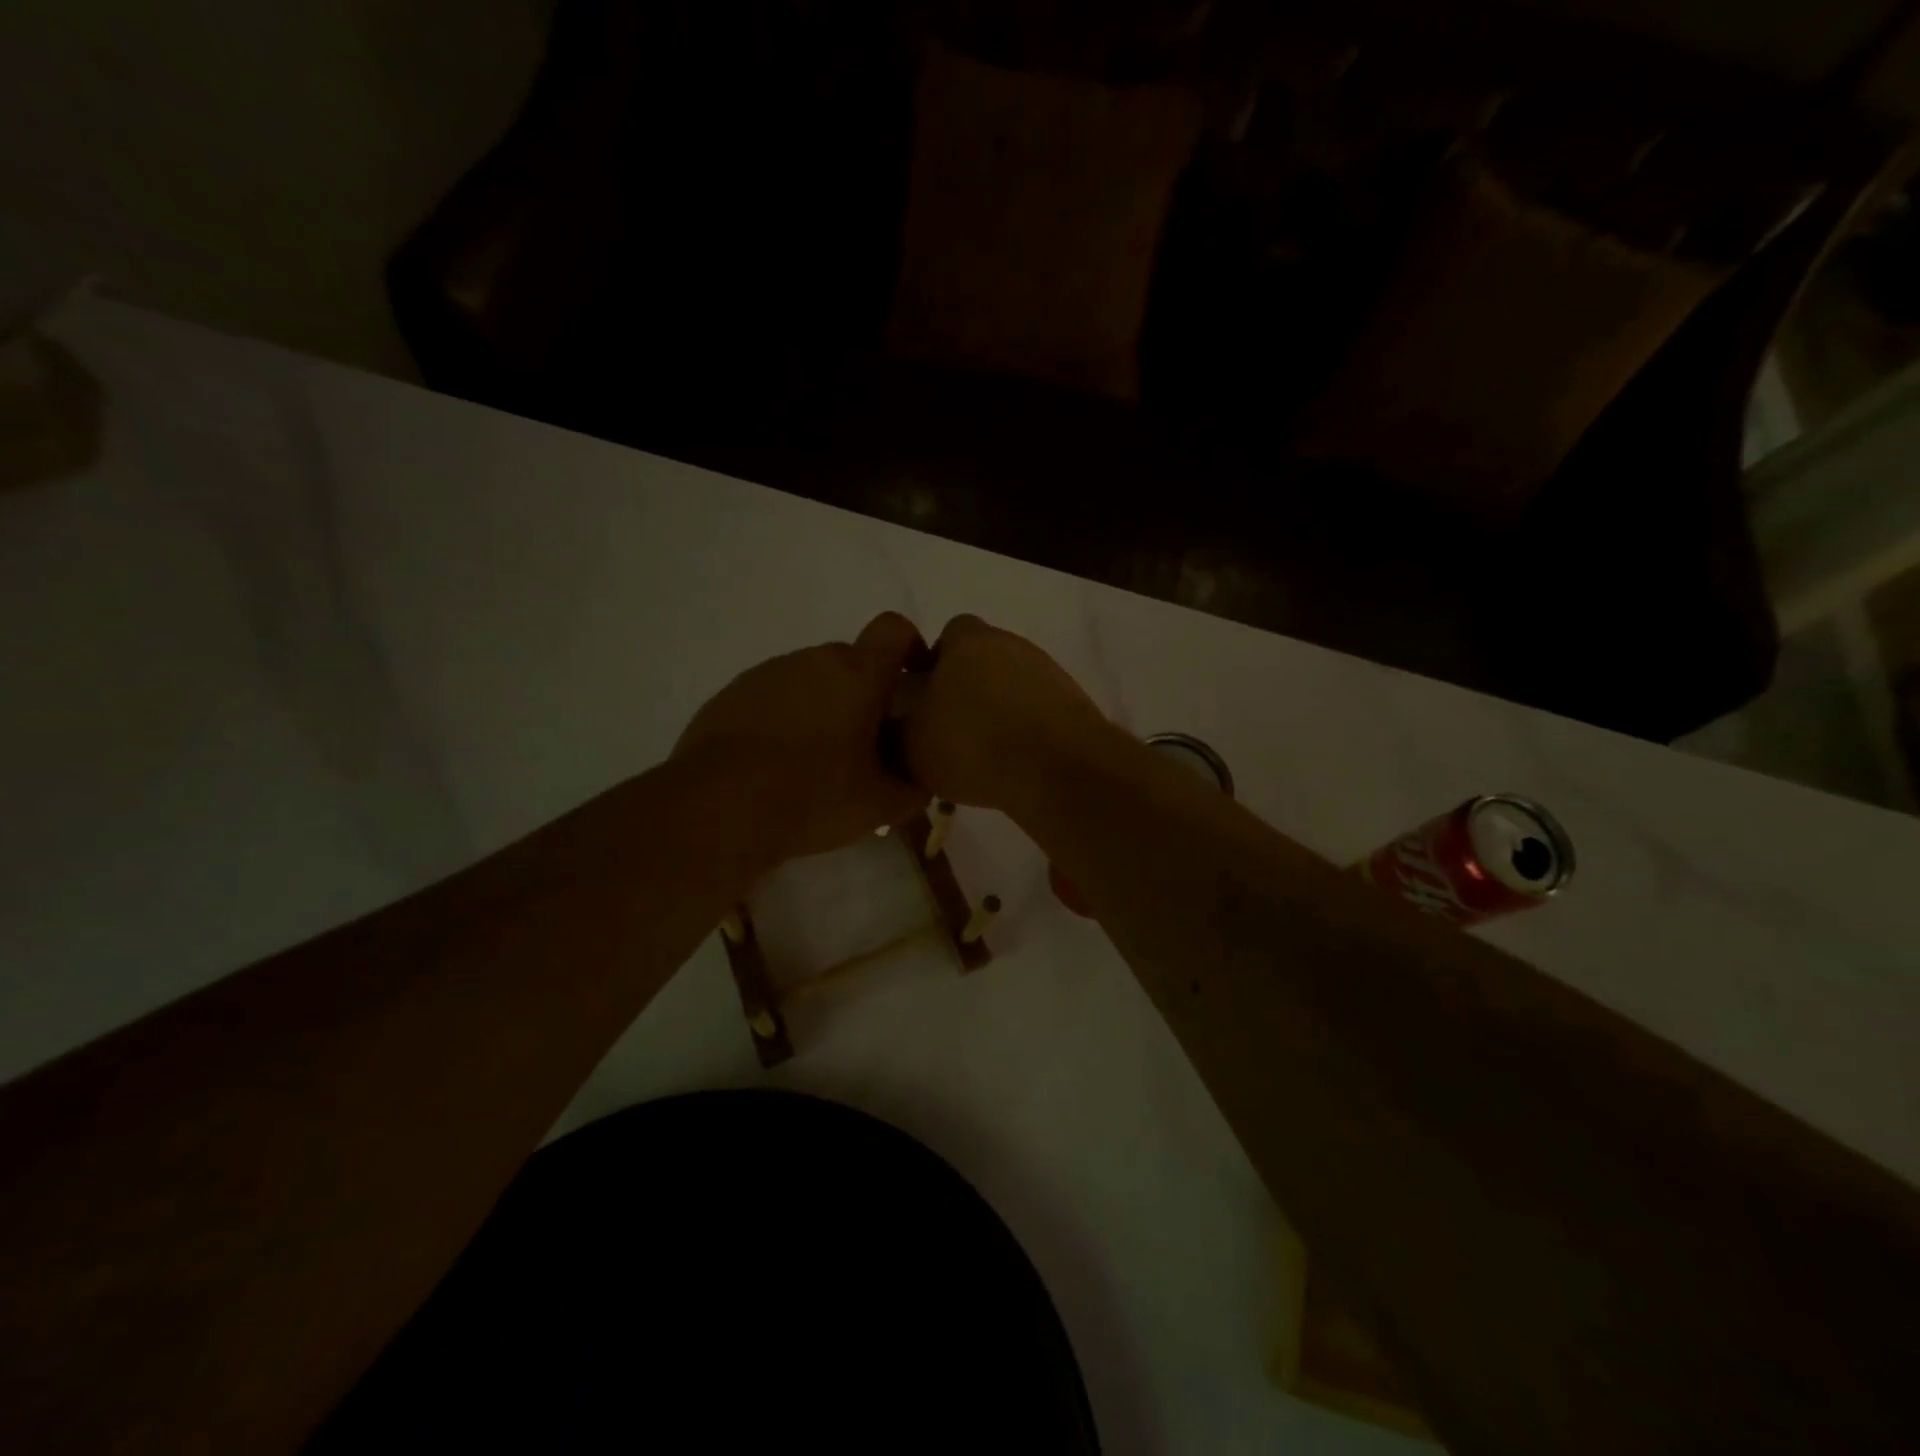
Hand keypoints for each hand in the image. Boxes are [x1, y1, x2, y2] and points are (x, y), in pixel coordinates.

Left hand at [674, 613, 929, 863]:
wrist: (719, 808)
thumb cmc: (813, 796)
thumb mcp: (879, 806)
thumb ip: (912, 790)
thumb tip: (920, 785)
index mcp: (857, 674)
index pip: (894, 630)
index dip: (911, 647)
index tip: (914, 682)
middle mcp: (812, 660)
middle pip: (851, 660)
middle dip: (864, 693)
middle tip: (867, 742)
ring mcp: (767, 674)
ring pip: (809, 679)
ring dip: (822, 707)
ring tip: (817, 760)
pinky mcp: (730, 695)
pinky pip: (772, 697)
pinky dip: (784, 719)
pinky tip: (776, 764)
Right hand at [901, 614, 1110, 811]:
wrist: (1058, 770)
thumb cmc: (973, 744)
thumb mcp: (910, 744)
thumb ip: (896, 726)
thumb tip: (898, 721)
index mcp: (968, 641)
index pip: (947, 635)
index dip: (933, 665)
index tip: (924, 703)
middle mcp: (1011, 645)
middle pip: (981, 661)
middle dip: (965, 690)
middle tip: (950, 731)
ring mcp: (1048, 672)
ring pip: (1011, 686)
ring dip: (997, 711)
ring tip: (983, 755)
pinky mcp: (1074, 703)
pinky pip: (1037, 711)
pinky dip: (1024, 731)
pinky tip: (1015, 763)